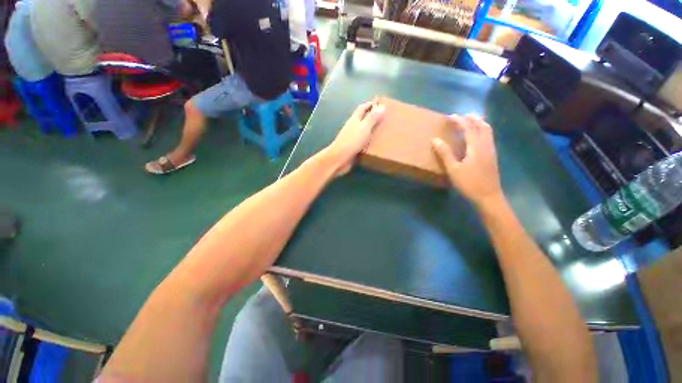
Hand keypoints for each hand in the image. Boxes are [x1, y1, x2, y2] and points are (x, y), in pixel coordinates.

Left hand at [323, 101, 385, 176]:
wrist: (339, 158)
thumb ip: (372, 118)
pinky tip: (376, 145)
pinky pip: (363, 142)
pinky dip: (369, 141)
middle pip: (363, 119)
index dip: (370, 104)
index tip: (381, 104)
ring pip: (363, 131)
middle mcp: (353, 127)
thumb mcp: (364, 128)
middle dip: (373, 117)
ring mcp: (352, 138)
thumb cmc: (351, 141)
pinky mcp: (353, 147)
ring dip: (372, 130)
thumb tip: (382, 106)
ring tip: (383, 132)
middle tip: (385, 119)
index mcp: (354, 119)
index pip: (363, 108)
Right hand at [432, 114, 503, 208]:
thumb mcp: (453, 169)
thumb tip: (435, 140)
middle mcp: (486, 145)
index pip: (468, 128)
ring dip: (479, 123)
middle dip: (471, 119)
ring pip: (488, 131)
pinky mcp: (492, 156)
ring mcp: (491, 150)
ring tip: (470, 122)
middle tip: (461, 116)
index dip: (459, 121)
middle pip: (482, 126)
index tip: (450, 116)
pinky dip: (482, 130)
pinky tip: (476, 136)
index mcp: (476, 147)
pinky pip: (489, 137)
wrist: (488, 196)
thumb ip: (445, 153)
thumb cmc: (469, 183)